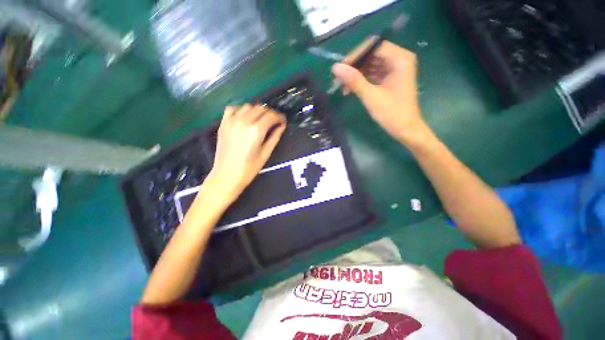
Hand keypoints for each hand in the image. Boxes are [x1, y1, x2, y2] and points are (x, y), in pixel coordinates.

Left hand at [205, 104, 285, 203]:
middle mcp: (244, 121)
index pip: (271, 116)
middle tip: (274, 122)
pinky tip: (244, 118)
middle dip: (270, 113)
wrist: (226, 175)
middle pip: (260, 108)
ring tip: (260, 120)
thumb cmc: (249, 168)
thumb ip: (275, 137)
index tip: (283, 121)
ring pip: (248, 106)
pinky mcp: (223, 124)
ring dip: (257, 111)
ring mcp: (232, 121)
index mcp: (256, 130)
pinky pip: (232, 109)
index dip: (279, 117)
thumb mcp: (266, 154)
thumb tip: (281, 126)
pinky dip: (240, 110)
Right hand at [332, 41, 425, 142]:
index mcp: (400, 59)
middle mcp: (399, 59)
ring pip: (371, 64)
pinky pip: (373, 74)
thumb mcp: (371, 96)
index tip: (341, 68)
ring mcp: (395, 69)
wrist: (405, 130)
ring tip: (343, 86)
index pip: (374, 46)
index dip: (355, 55)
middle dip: (354, 66)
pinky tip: (351, 89)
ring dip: (356, 74)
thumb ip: (354, 80)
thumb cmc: (391, 113)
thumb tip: (335, 67)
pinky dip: (362, 80)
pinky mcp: (391, 79)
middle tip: (339, 79)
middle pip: (372, 54)